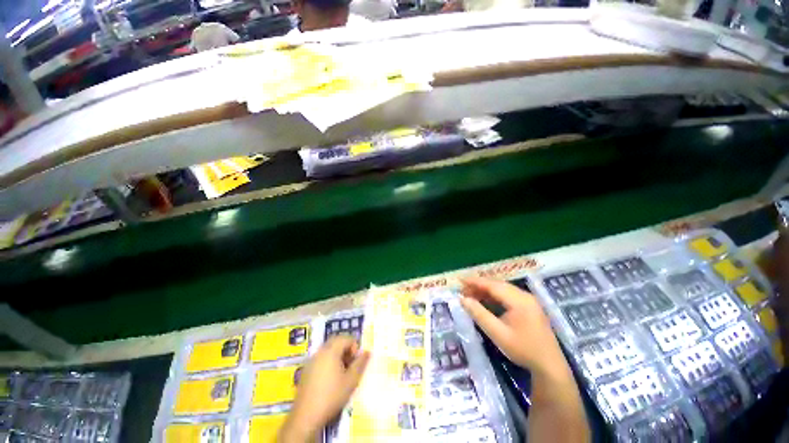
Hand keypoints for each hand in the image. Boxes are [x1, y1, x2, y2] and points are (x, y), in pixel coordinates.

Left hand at [279, 336, 370, 442]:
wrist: (306, 416)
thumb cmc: (332, 396)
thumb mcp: (351, 380)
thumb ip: (360, 364)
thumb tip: (367, 352)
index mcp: (331, 351)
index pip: (346, 338)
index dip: (354, 346)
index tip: (356, 361)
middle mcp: (320, 352)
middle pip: (336, 341)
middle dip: (346, 348)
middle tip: (351, 363)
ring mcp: (311, 361)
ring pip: (327, 349)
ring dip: (337, 355)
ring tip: (342, 372)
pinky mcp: (306, 371)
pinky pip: (320, 358)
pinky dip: (328, 362)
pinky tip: (330, 379)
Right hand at [459, 276, 566, 376]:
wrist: (549, 367)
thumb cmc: (523, 350)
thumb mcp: (497, 333)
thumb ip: (479, 314)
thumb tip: (462, 299)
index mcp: (519, 300)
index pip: (493, 285)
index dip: (475, 281)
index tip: (460, 280)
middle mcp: (524, 296)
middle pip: (498, 285)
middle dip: (479, 286)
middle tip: (463, 289)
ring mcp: (528, 301)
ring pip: (503, 290)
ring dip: (486, 291)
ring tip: (471, 295)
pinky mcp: (529, 307)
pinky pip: (508, 296)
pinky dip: (495, 297)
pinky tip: (486, 301)